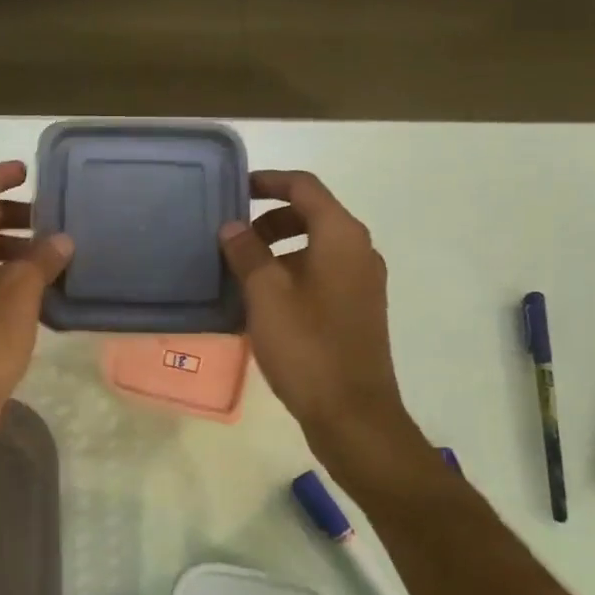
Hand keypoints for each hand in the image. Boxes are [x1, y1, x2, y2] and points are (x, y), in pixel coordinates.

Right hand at [220, 171, 408, 443]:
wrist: (352, 413)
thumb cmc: (307, 346)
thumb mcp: (266, 295)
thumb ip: (247, 254)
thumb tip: (233, 227)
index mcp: (341, 236)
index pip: (304, 187)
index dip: (268, 181)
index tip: (234, 189)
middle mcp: (358, 251)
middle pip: (311, 216)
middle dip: (269, 220)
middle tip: (232, 239)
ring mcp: (362, 282)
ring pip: (314, 248)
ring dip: (277, 251)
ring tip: (240, 273)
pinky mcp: (357, 310)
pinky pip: (321, 276)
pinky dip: (291, 275)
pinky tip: (261, 303)